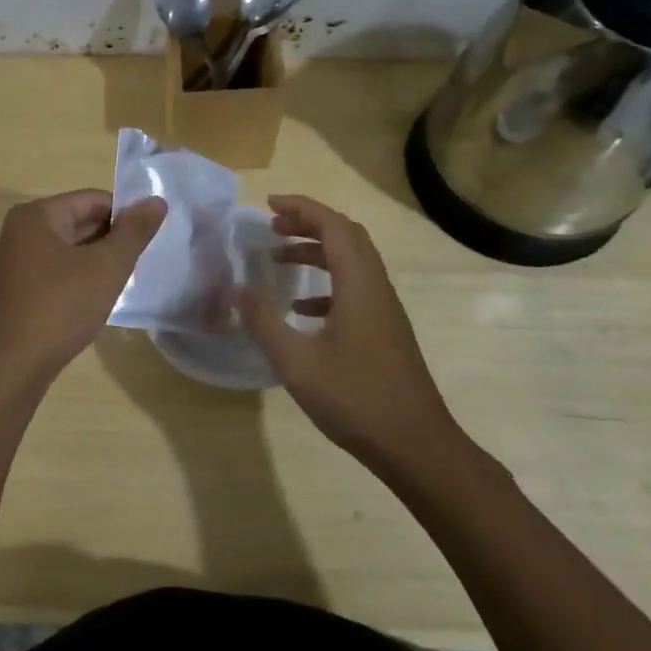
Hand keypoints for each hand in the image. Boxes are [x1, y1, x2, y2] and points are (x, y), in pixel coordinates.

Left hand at [0, 189, 166, 385]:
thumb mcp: (106, 267)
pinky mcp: (19, 286)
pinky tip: (98, 297)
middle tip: (140, 261)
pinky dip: (81, 276)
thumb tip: (157, 201)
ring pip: (71, 247)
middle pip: (80, 221)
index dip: (126, 215)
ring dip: (98, 260)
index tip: (150, 238)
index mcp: (36, 215)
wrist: (14, 366)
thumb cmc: (61, 308)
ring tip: (124, 280)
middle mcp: (21, 230)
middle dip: (112, 239)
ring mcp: (17, 260)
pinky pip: (59, 268)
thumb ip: (134, 232)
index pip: (93, 199)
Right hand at [238, 194, 460, 471]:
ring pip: (351, 262)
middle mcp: (376, 287)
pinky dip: (325, 285)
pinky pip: (354, 289)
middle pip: (346, 237)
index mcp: (359, 284)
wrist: (415, 445)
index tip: (269, 205)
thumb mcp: (297, 361)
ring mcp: (384, 310)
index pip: (333, 226)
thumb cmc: (355, 398)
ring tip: (278, 258)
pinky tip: (300, 309)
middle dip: (308, 224)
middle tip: (272, 227)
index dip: (302, 208)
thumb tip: (235, 289)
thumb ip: (263, 321)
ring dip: (316, 253)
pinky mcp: (385, 331)